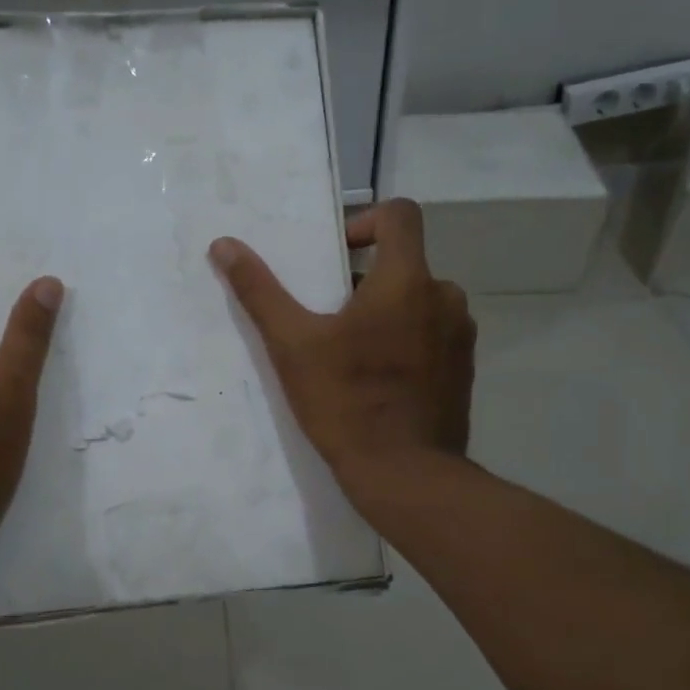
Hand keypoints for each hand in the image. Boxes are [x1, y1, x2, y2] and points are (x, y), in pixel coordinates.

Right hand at [209, 198, 475, 508]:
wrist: (405, 475)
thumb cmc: (346, 403)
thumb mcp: (293, 346)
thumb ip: (260, 291)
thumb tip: (224, 245)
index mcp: (408, 281)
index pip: (400, 214)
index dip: (365, 221)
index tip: (337, 256)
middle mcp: (445, 297)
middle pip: (406, 262)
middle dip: (366, 278)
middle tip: (329, 315)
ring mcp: (461, 335)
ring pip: (420, 300)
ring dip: (388, 311)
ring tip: (352, 350)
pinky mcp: (465, 369)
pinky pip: (434, 333)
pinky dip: (408, 339)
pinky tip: (380, 378)